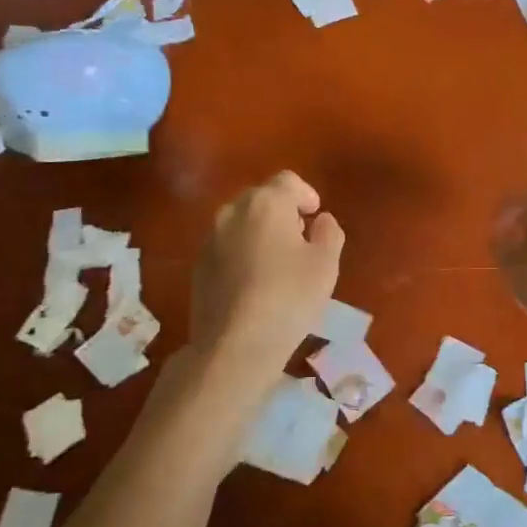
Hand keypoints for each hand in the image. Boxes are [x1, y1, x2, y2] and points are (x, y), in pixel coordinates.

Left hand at [190, 171, 343, 370]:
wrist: (234, 345)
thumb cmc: (289, 298)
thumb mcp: (326, 264)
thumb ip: (329, 232)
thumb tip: (321, 221)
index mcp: (267, 203)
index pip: (288, 181)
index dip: (306, 194)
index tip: (316, 216)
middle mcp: (233, 212)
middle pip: (261, 197)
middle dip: (282, 211)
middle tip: (300, 238)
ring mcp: (210, 238)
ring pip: (241, 222)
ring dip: (260, 231)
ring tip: (277, 261)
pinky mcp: (198, 265)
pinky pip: (226, 245)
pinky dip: (241, 252)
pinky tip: (254, 281)